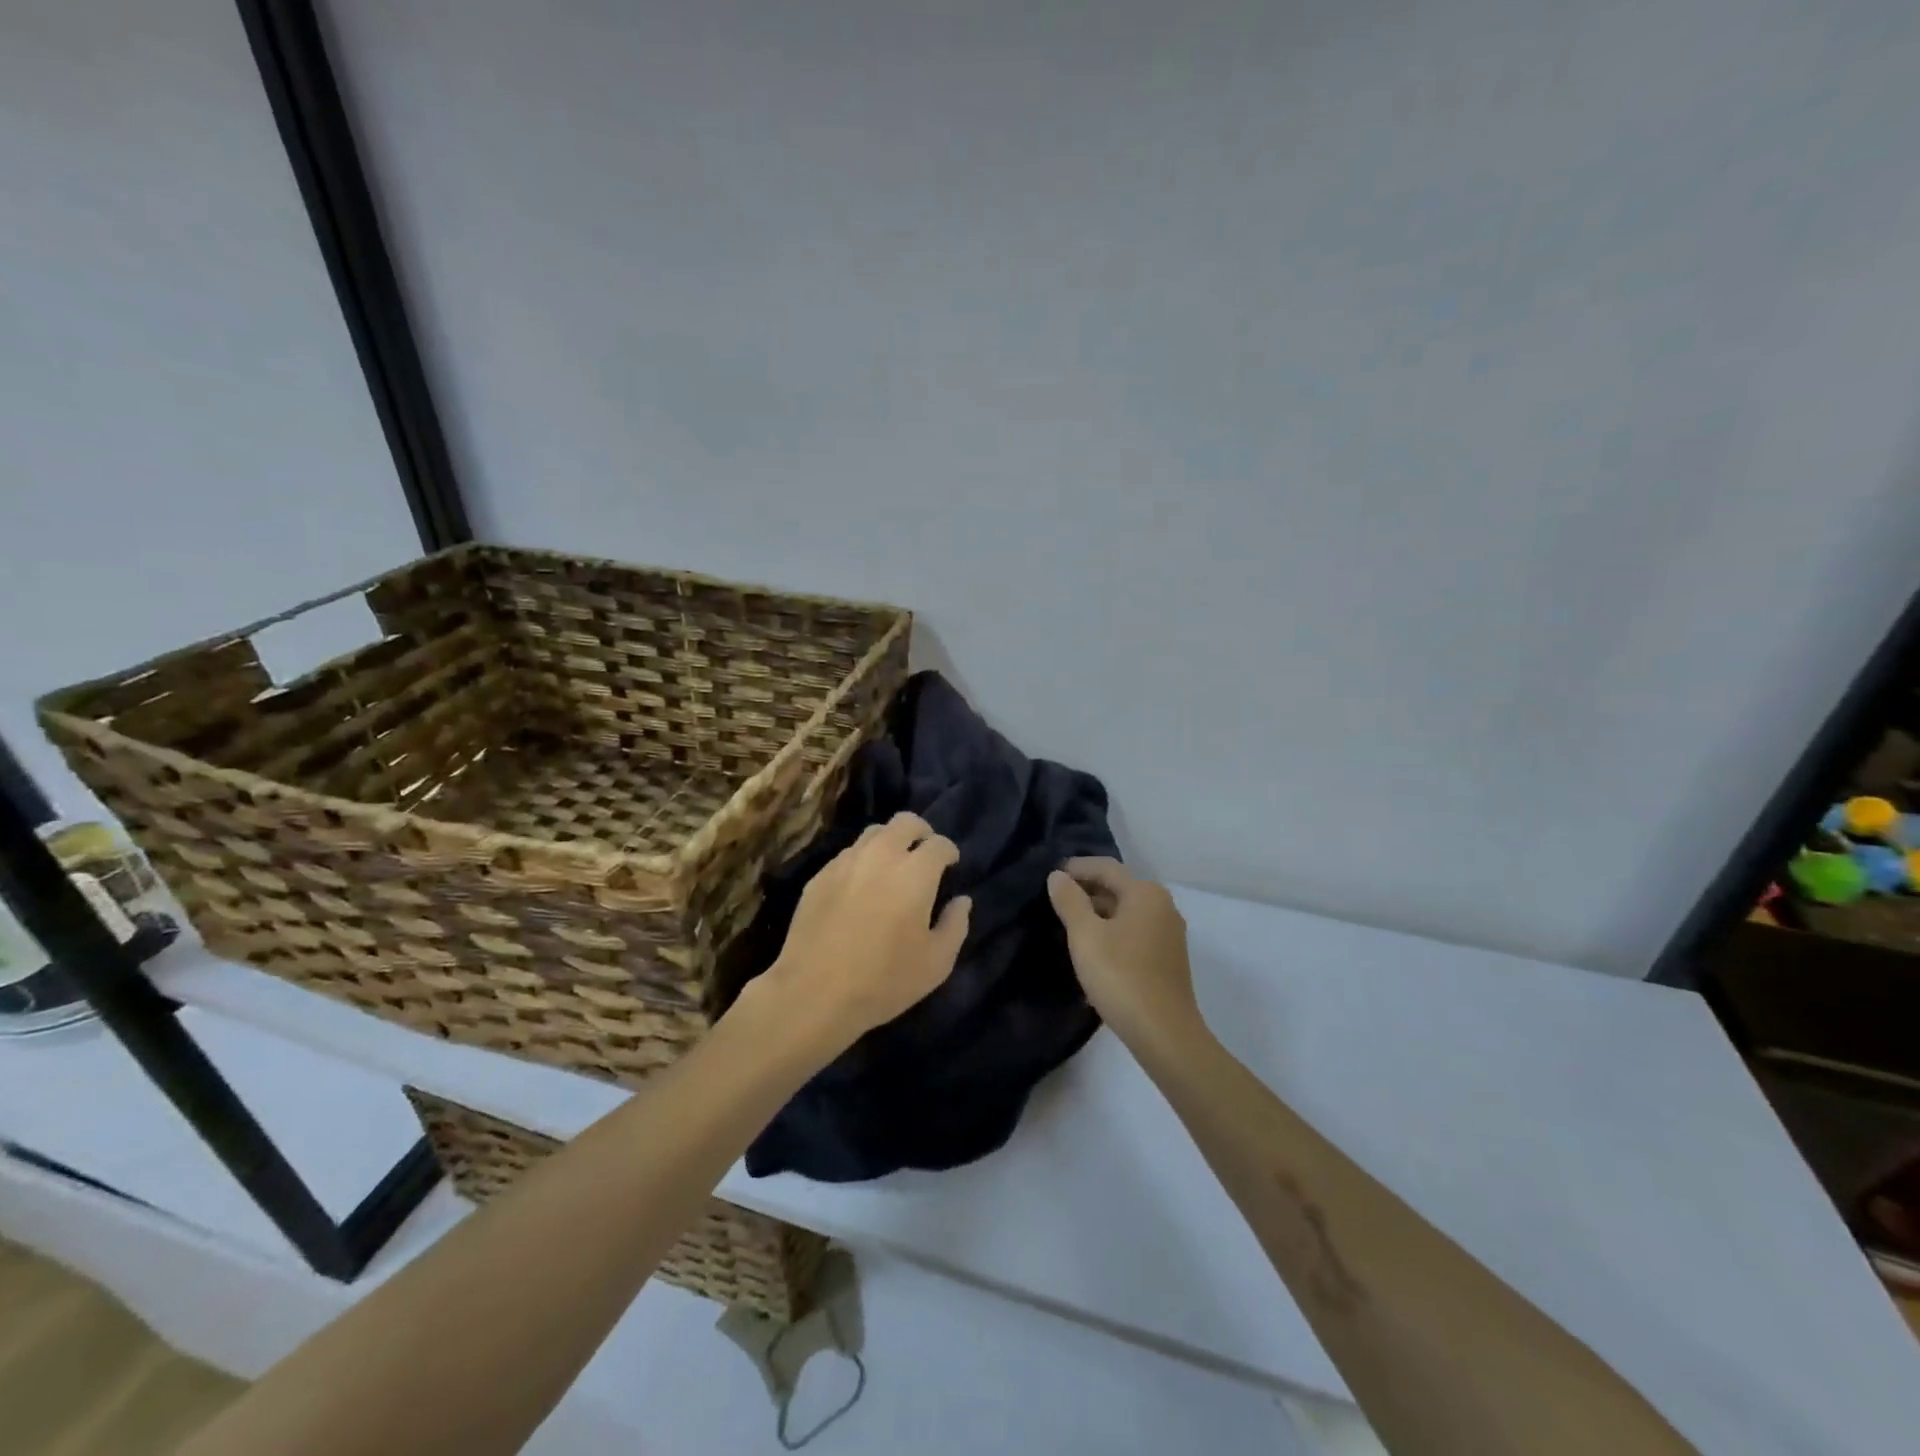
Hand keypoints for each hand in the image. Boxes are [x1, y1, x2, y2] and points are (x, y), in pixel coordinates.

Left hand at [758, 811, 970, 1057]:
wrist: (813, 993)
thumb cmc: (884, 981)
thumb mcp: (936, 963)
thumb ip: (955, 925)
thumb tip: (961, 901)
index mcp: (915, 872)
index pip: (939, 843)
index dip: (949, 851)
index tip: (951, 865)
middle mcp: (881, 855)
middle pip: (905, 821)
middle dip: (921, 832)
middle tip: (924, 854)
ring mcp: (846, 862)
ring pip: (873, 833)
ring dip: (890, 842)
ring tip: (893, 866)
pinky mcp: (819, 876)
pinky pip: (848, 854)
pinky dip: (863, 860)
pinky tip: (862, 886)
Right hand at [1047, 858, 1203, 1052]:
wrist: (1164, 1033)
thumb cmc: (1121, 976)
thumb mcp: (1085, 935)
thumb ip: (1069, 901)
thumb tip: (1057, 877)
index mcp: (1145, 893)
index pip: (1106, 868)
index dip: (1077, 868)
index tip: (1051, 875)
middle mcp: (1163, 907)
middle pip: (1119, 888)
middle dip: (1087, 891)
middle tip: (1056, 900)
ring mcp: (1169, 934)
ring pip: (1127, 913)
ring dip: (1098, 914)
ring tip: (1069, 925)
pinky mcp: (1168, 959)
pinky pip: (1135, 933)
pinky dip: (1112, 933)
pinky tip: (1093, 950)